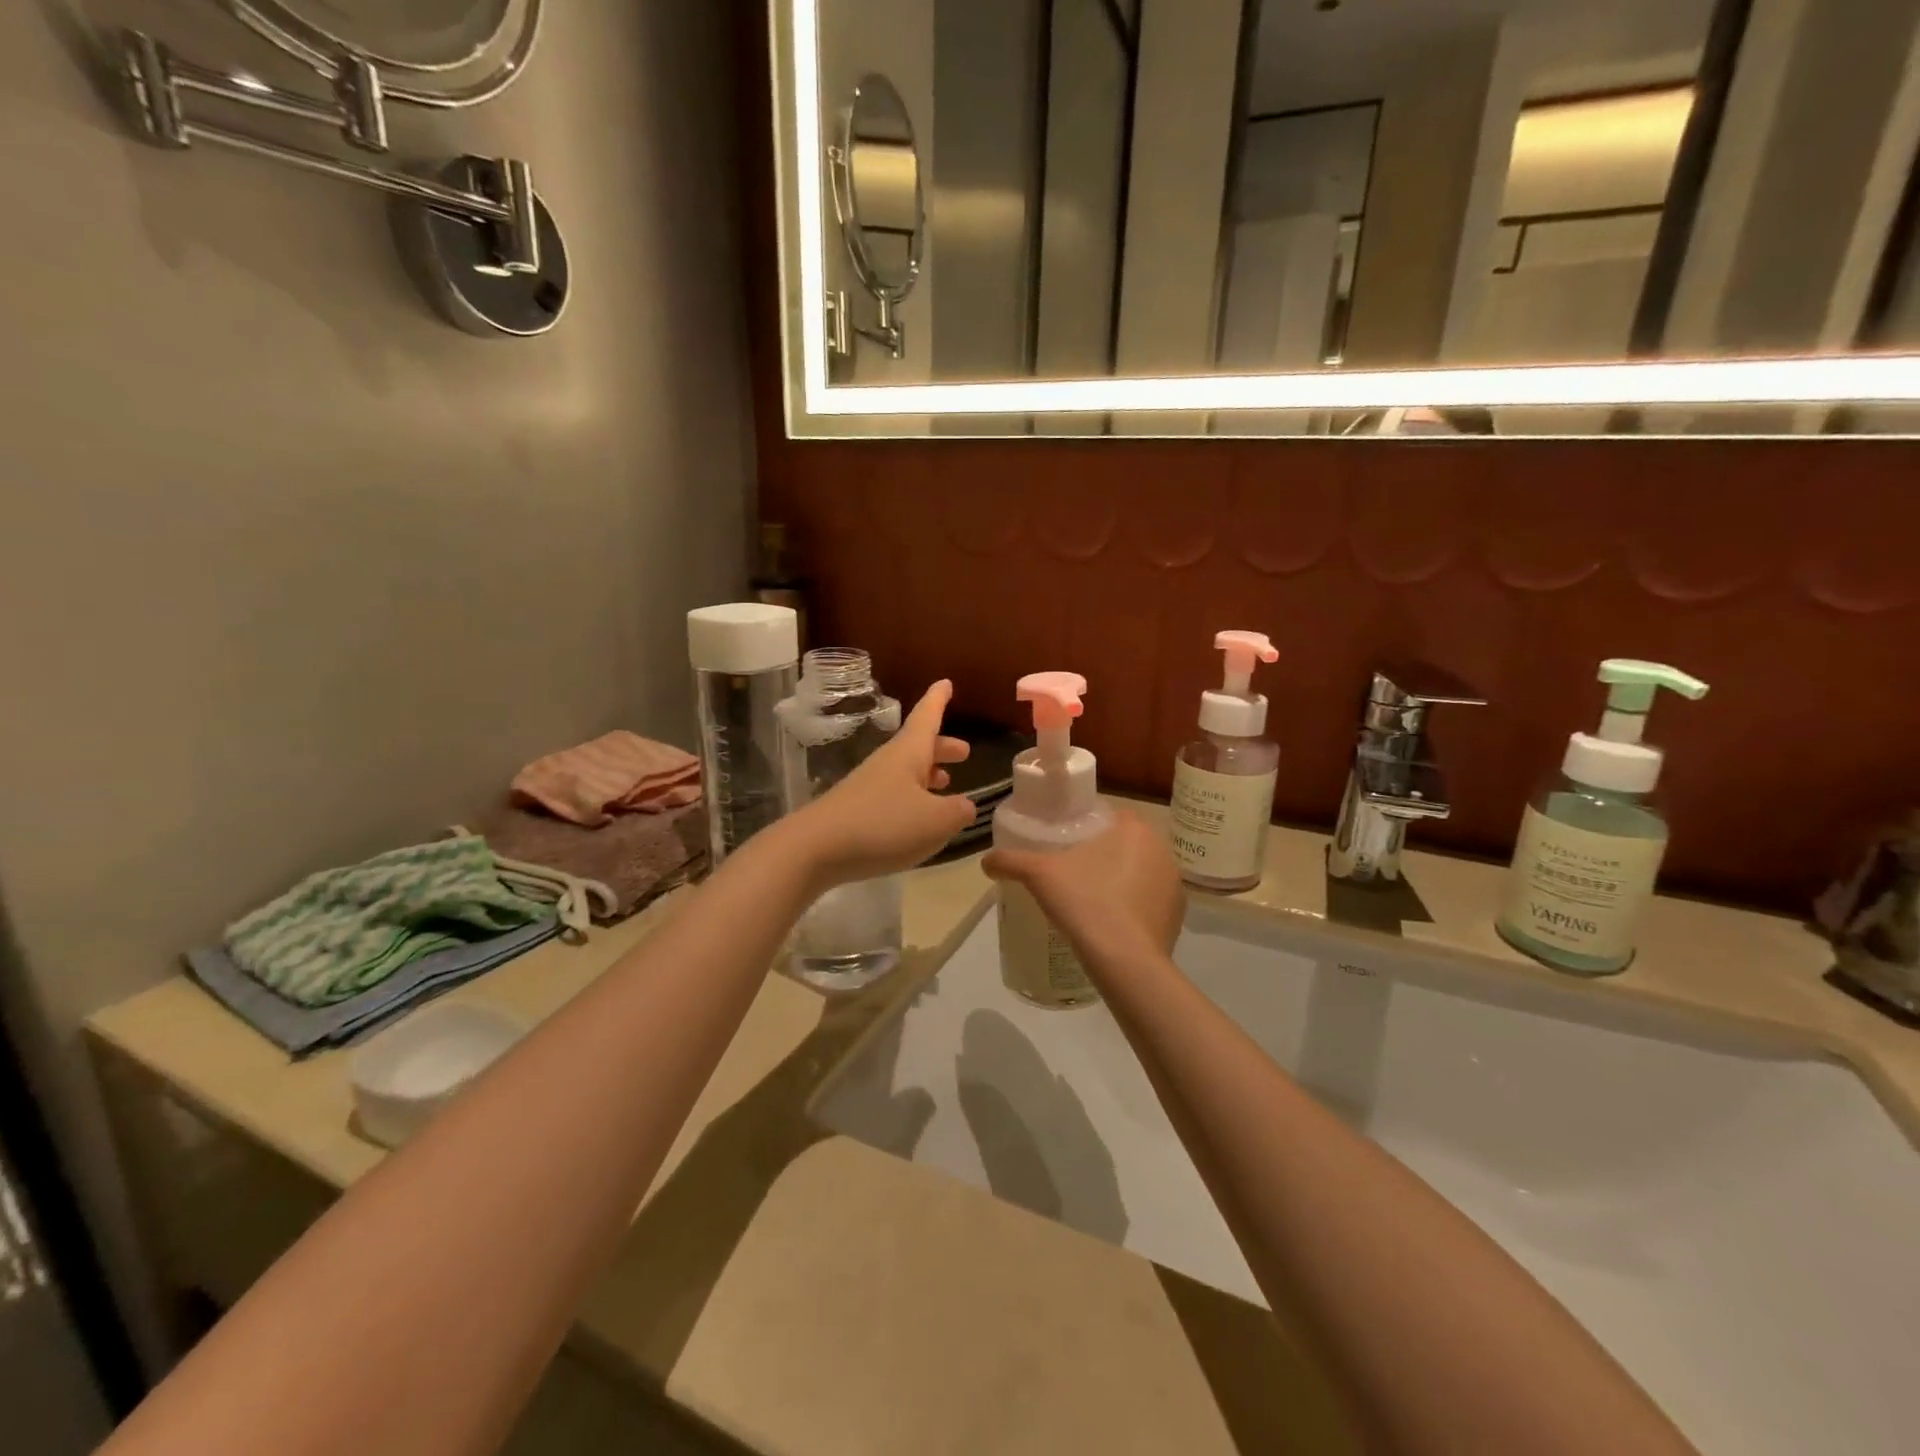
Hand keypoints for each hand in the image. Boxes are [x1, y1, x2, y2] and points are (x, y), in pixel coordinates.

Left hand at [787, 680, 975, 886]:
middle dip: (941, 746)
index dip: (938, 700)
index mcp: (908, 753)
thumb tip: (966, 806)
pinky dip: (913, 798)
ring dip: (928, 773)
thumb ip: (958, 811)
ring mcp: (869, 787)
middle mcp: (888, 763)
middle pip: (918, 746)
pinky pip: (893, 795)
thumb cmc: (883, 824)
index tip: (946, 682)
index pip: (927, 716)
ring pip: (906, 771)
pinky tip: (919, 818)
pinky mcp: (858, 811)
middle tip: (963, 752)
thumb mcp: (936, 821)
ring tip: (947, 782)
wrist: (816, 849)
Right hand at [984, 810, 1184, 963]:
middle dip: (1103, 854)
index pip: (1109, 815)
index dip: (1086, 826)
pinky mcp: (1177, 915)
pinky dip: (1133, 907)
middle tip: (1073, 872)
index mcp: (1134, 828)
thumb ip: (1011, 861)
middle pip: (1125, 843)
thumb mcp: (1039, 876)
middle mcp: (1161, 849)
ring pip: (1140, 872)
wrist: (1125, 961)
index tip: (1065, 844)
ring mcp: (1174, 883)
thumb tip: (986, 861)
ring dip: (1121, 880)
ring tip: (1091, 899)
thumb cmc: (1085, 903)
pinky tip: (1111, 922)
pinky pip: (1150, 901)